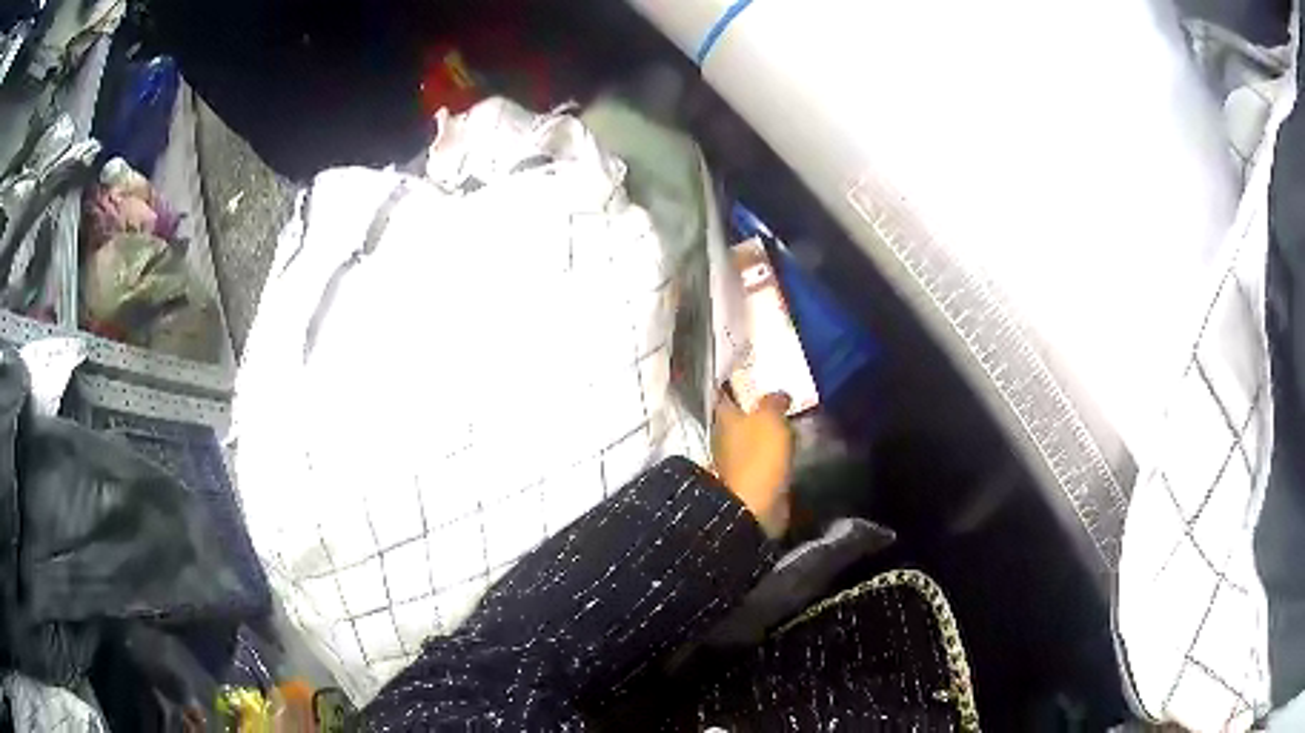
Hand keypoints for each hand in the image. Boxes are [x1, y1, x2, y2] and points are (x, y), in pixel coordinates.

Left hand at [712, 392, 792, 538]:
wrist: (755, 505)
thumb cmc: (759, 455)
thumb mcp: (770, 418)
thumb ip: (773, 402)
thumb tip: (778, 395)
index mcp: (724, 417)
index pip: (726, 394)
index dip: (738, 384)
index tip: (754, 376)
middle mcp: (724, 436)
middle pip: (739, 416)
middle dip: (755, 409)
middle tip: (779, 398)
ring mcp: (734, 459)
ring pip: (751, 438)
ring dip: (766, 432)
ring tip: (789, 422)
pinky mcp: (749, 479)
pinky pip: (762, 458)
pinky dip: (772, 453)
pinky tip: (788, 448)